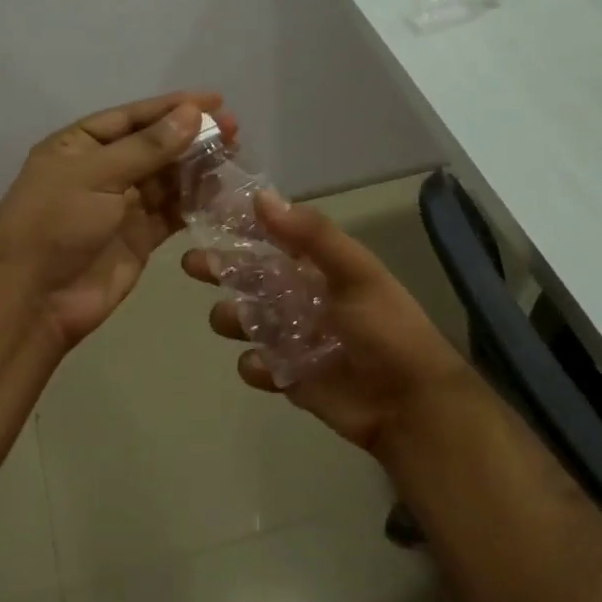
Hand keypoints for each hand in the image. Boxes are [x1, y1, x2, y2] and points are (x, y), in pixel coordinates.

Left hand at [0, 91, 236, 350]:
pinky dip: (195, 203)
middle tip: (235, 130)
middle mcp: (102, 171)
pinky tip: (222, 193)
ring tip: (235, 158)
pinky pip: (172, 213)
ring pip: (167, 179)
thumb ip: (148, 147)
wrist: (34, 299)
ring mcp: (121, 206)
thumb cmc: (55, 224)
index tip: (216, 100)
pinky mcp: (139, 238)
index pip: (133, 117)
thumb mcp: (97, 175)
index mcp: (80, 146)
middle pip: (154, 146)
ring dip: (198, 168)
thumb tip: (193, 113)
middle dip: (192, 137)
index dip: (173, 107)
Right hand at [182, 192, 474, 457]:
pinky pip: (258, 366)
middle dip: (222, 270)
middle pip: (251, 278)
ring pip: (248, 321)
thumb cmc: (386, 329)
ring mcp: (294, 338)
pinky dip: (255, 365)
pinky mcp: (290, 376)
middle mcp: (302, 297)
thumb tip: (261, 196)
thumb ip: (311, 236)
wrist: (409, 404)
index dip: (243, 226)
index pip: (274, 238)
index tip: (208, 214)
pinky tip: (264, 366)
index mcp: (319, 268)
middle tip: (192, 264)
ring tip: (231, 319)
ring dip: (233, 317)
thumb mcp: (354, 273)